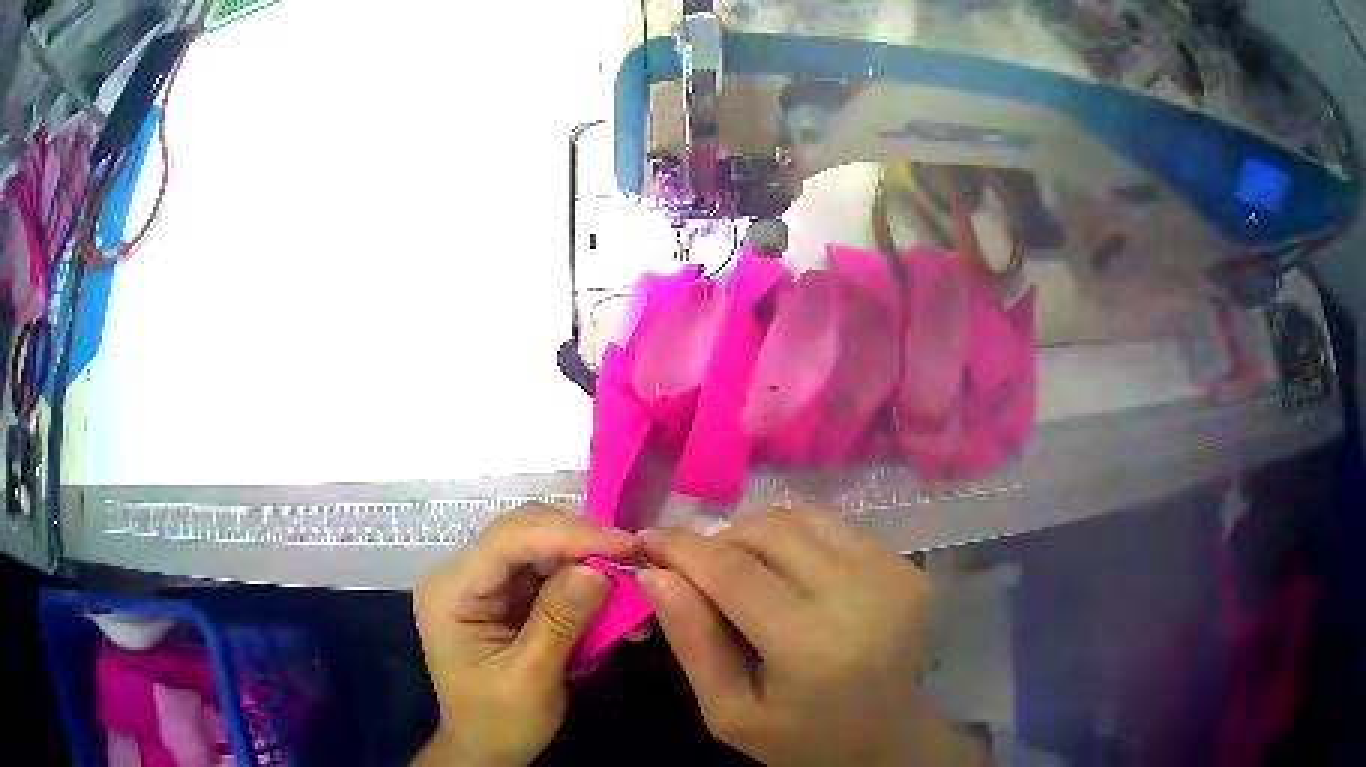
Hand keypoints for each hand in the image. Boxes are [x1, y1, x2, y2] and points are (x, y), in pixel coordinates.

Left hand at [414, 505, 636, 766]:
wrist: (485, 750)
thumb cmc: (499, 723)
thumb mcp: (531, 680)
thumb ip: (560, 621)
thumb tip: (598, 568)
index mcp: (451, 592)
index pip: (509, 541)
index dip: (569, 535)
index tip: (627, 545)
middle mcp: (462, 575)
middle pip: (525, 533)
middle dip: (582, 544)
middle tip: (635, 561)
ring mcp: (485, 583)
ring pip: (543, 548)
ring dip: (590, 563)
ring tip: (632, 584)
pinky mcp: (506, 596)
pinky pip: (551, 573)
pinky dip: (586, 584)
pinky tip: (616, 602)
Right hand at [640, 506, 984, 765]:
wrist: (888, 737)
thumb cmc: (801, 738)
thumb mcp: (730, 713)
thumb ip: (693, 643)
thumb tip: (655, 574)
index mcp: (812, 645)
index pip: (732, 571)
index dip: (682, 548)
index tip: (647, 540)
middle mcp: (860, 595)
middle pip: (768, 530)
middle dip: (717, 539)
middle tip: (695, 569)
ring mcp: (893, 573)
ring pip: (801, 517)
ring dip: (756, 534)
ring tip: (740, 570)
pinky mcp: (907, 565)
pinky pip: (834, 527)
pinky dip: (796, 539)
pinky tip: (788, 573)